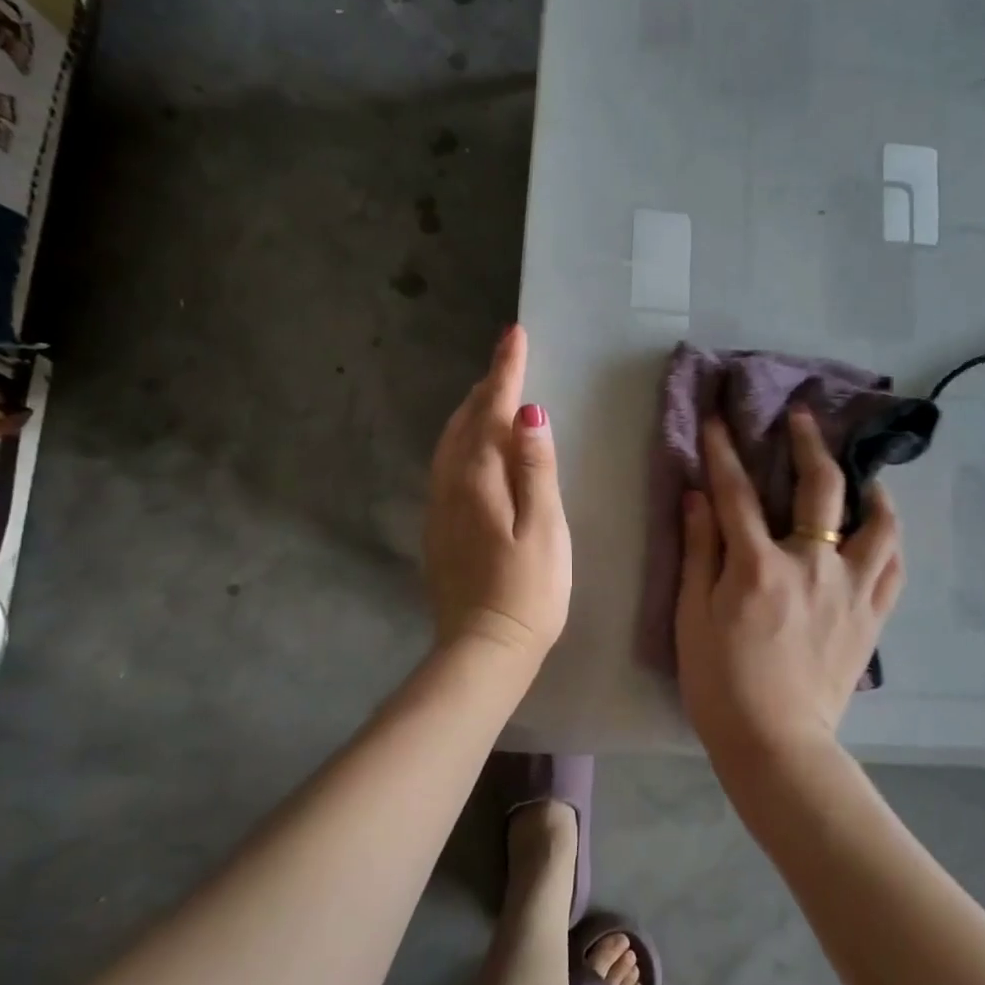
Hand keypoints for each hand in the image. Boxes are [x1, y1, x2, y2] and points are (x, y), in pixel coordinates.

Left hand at [424, 325, 571, 666]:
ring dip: (471, 412)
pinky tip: (476, 449)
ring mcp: (439, 509)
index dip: (504, 372)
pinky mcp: (439, 529)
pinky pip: (448, 466)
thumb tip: (529, 412)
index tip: (514, 334)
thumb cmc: (528, 593)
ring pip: (450, 443)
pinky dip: (464, 441)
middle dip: (486, 386)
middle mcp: (449, 485)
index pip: (491, 411)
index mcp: (478, 480)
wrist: (483, 650)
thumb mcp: (545, 530)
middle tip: (509, 360)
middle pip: (464, 421)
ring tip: (493, 395)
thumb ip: (536, 470)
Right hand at [675, 408, 903, 764]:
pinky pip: (894, 566)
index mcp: (760, 567)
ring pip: (878, 522)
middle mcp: (813, 566)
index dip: (724, 451)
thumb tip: (698, 496)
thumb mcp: (693, 616)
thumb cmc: (721, 683)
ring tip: (861, 474)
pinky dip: (889, 538)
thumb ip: (699, 550)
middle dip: (809, 443)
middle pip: (821, 488)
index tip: (718, 419)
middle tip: (803, 416)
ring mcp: (851, 590)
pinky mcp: (872, 617)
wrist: (776, 744)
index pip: (738, 493)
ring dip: (869, 487)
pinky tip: (880, 529)